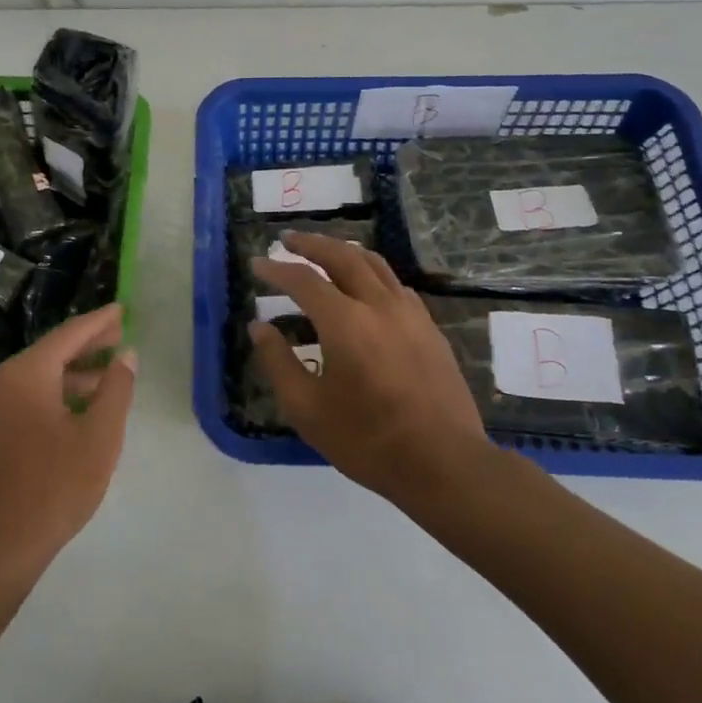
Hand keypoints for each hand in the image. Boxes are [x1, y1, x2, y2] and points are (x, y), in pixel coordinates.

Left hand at [0, 303, 137, 582]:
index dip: (99, 322)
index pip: (69, 335)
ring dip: (73, 373)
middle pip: (51, 352)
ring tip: (109, 374)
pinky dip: (55, 393)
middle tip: (119, 335)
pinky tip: (80, 406)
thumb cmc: (53, 487)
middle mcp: (0, 379)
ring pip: (38, 376)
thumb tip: (125, 355)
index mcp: (25, 373)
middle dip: (87, 345)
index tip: (121, 309)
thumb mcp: (99, 437)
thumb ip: (116, 389)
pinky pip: (26, 396)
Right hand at [250, 231, 498, 503]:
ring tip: (324, 252)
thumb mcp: (306, 408)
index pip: (303, 280)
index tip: (257, 265)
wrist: (444, 463)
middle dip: (311, 244)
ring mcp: (410, 314)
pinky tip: (365, 288)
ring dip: (344, 251)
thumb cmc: (366, 439)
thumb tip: (259, 327)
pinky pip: (395, 285)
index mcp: (345, 322)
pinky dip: (371, 274)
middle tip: (287, 239)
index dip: (276, 270)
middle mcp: (378, 305)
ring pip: (374, 264)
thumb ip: (278, 362)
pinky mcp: (430, 328)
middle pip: (342, 256)